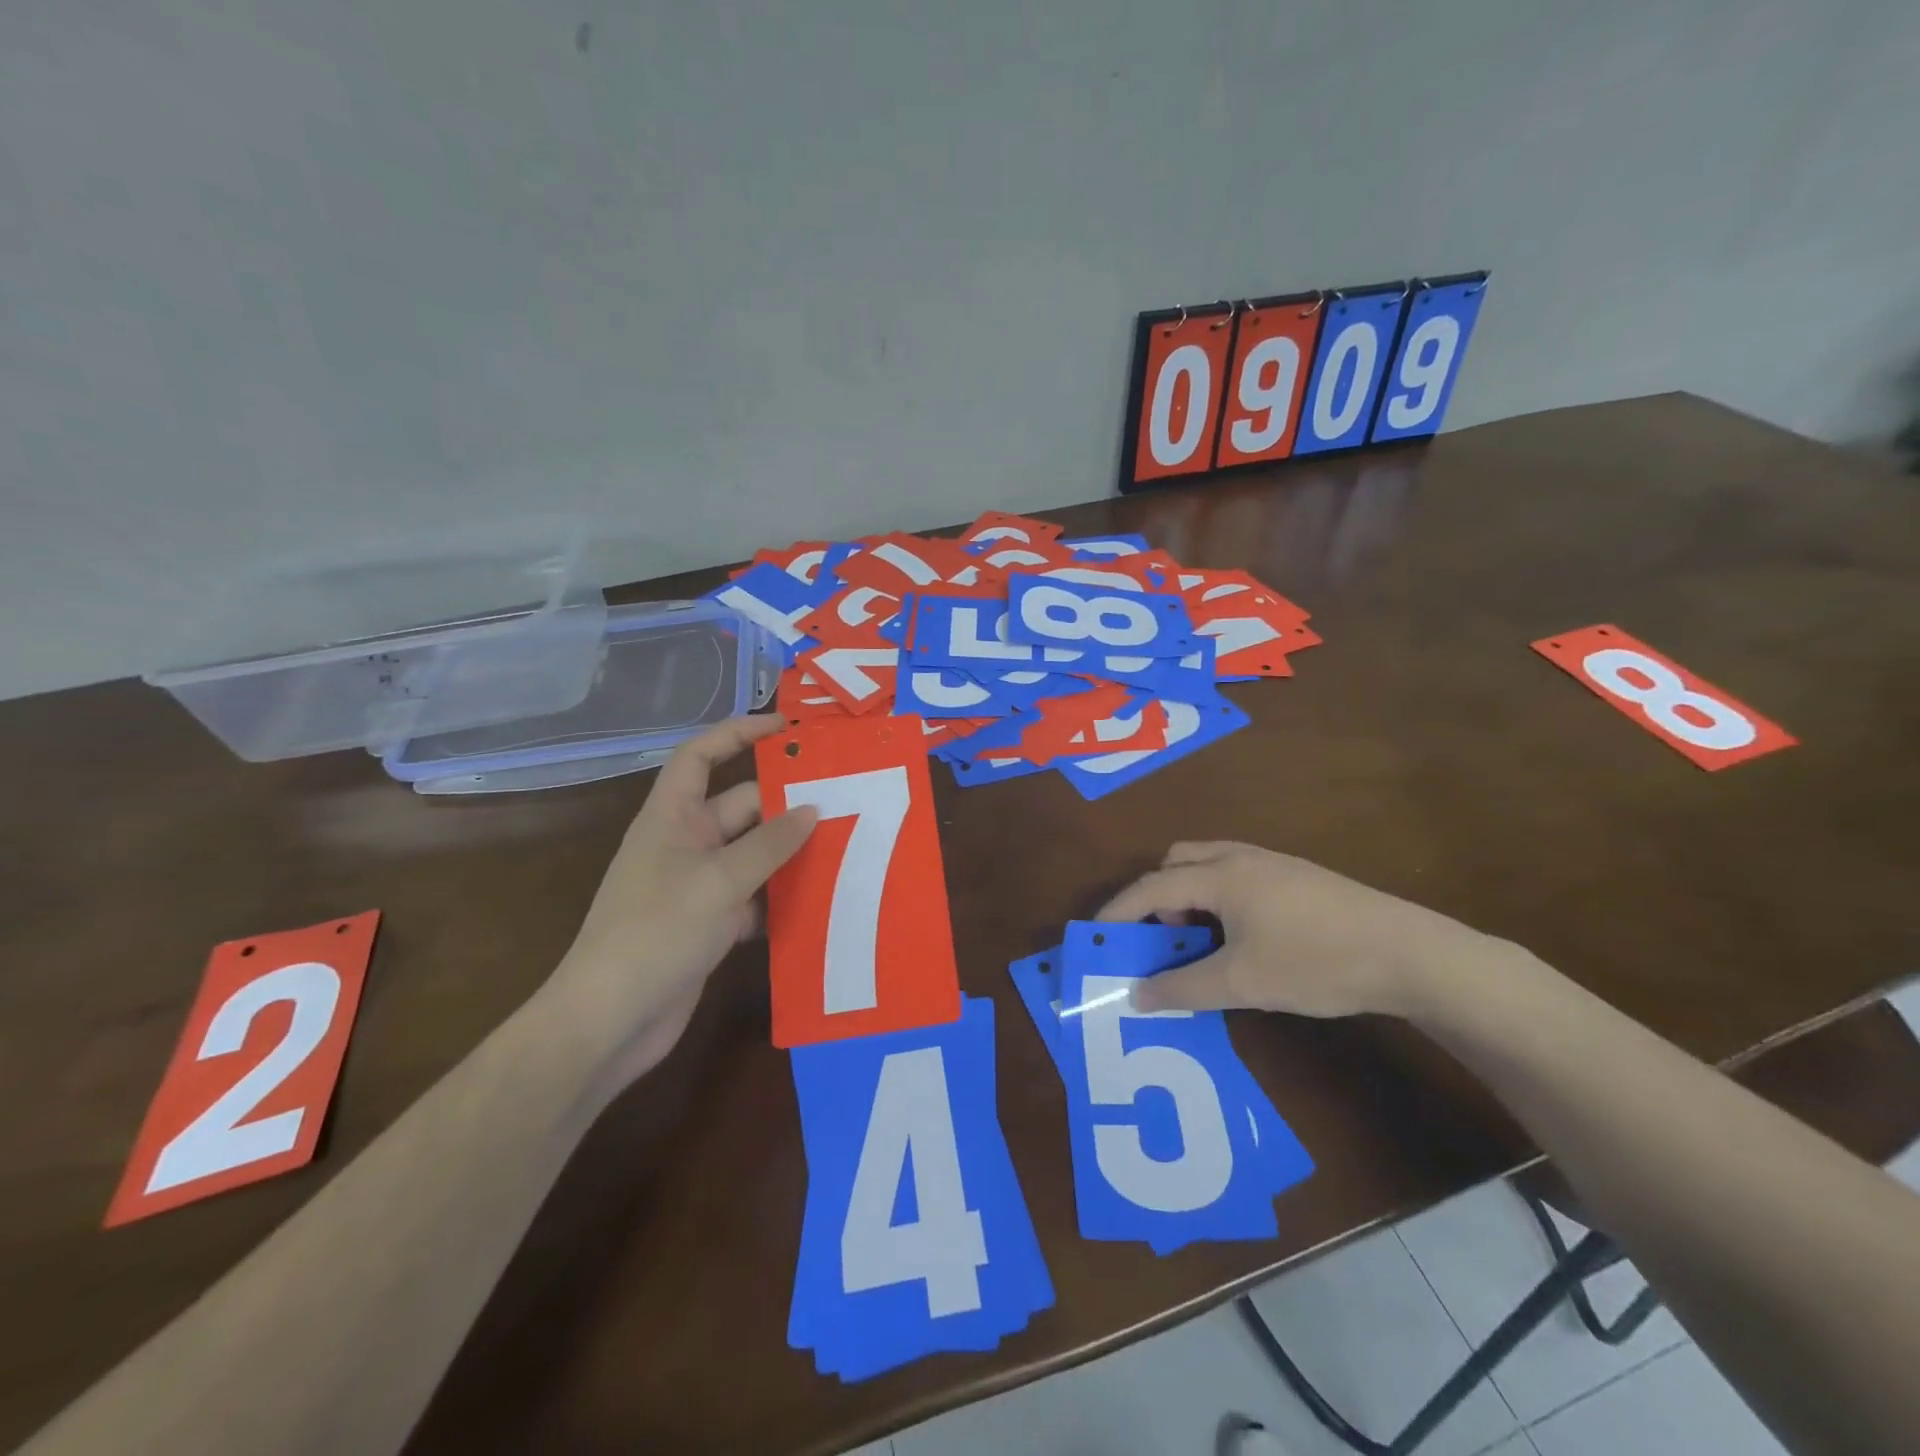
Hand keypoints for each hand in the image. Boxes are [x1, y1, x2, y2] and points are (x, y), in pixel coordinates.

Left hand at [537, 714, 815, 1088]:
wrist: (610, 1020)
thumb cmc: (657, 931)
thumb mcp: (720, 880)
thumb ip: (770, 844)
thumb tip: (812, 810)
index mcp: (673, 816)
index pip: (702, 755)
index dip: (739, 733)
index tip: (786, 729)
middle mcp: (686, 843)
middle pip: (742, 806)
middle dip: (787, 801)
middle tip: (845, 797)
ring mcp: (699, 885)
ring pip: (755, 853)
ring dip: (792, 851)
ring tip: (848, 842)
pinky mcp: (712, 923)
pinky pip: (756, 896)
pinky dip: (783, 896)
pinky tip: (824, 899)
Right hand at [1098, 841, 1516, 1019]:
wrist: (1410, 954)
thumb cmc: (1316, 963)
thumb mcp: (1243, 983)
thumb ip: (1183, 988)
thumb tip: (1136, 996)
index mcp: (1220, 875)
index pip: (1152, 887)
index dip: (1119, 911)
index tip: (1095, 936)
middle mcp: (1240, 857)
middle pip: (1177, 862)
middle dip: (1157, 897)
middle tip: (1163, 939)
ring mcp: (1272, 863)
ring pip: (1209, 866)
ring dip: (1190, 897)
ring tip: (1201, 943)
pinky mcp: (1297, 877)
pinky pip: (1236, 876)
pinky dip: (1219, 899)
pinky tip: (1242, 938)